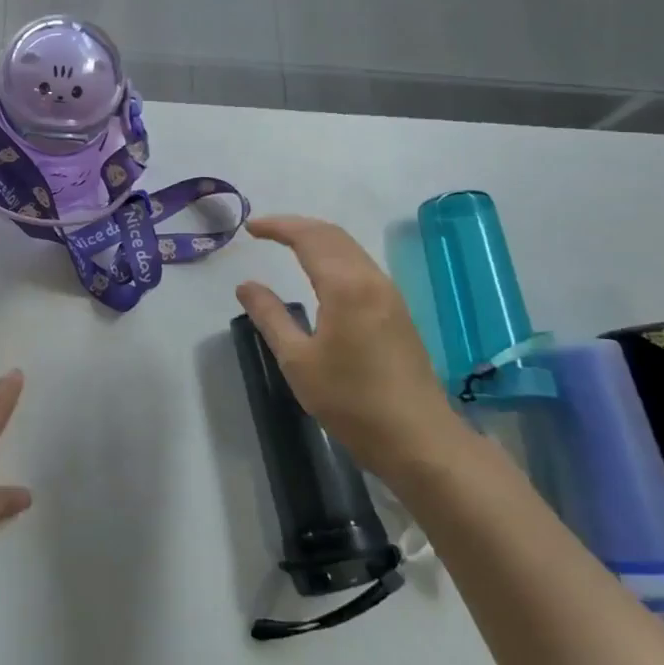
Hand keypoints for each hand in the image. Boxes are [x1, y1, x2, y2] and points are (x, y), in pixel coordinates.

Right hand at [235, 215, 460, 478]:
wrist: (417, 438)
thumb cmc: (350, 400)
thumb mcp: (298, 360)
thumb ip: (270, 316)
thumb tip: (246, 285)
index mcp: (346, 286)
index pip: (309, 238)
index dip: (278, 227)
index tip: (250, 228)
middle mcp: (371, 280)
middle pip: (333, 235)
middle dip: (297, 226)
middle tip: (264, 230)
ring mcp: (389, 295)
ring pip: (350, 249)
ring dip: (317, 239)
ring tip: (287, 245)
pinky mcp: (397, 312)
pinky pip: (360, 266)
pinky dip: (333, 256)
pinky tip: (320, 274)